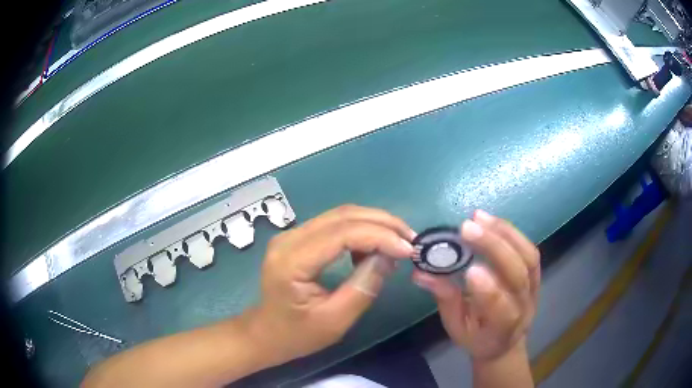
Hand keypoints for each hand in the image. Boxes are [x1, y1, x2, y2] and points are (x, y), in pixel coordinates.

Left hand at [246, 205, 415, 363]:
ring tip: (398, 241)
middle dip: (382, 223)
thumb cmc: (298, 334)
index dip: (379, 236)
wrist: (267, 332)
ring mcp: (292, 235)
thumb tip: (389, 257)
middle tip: (410, 239)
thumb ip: (363, 287)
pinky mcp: (299, 238)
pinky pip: (334, 224)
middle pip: (342, 216)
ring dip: (374, 223)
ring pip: (340, 215)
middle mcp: (289, 239)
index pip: (341, 234)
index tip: (408, 249)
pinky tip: (374, 247)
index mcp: (292, 261)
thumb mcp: (335, 320)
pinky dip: (360, 230)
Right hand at [412, 210, 539, 361]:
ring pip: (528, 257)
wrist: (505, 341)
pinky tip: (491, 221)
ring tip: (478, 217)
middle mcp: (524, 305)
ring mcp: (534, 287)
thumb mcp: (456, 327)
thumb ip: (445, 300)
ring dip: (503, 233)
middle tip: (467, 228)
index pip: (500, 308)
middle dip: (494, 247)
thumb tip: (421, 273)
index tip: (468, 268)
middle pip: (517, 274)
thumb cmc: (477, 337)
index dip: (487, 289)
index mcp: (502, 327)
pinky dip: (511, 232)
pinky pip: (529, 250)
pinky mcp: (536, 273)